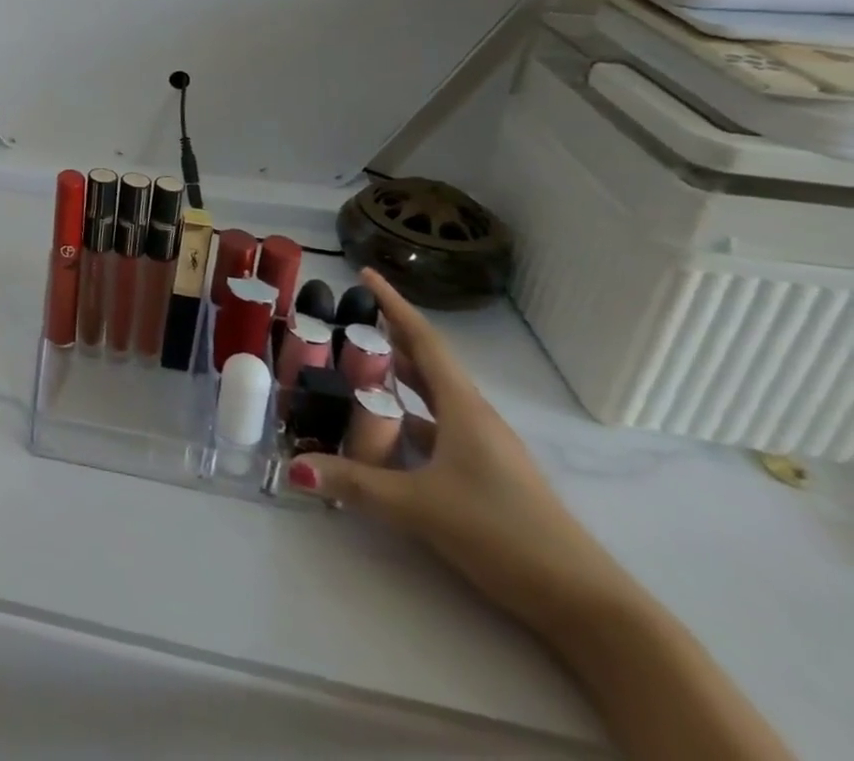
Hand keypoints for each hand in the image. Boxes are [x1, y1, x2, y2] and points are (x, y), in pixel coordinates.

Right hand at [291, 270, 635, 635]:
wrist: (588, 606)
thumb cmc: (505, 533)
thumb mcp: (420, 506)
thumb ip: (355, 483)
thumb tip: (292, 467)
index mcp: (464, 409)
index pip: (423, 341)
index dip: (393, 305)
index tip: (365, 275)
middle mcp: (474, 419)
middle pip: (427, 365)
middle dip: (388, 339)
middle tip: (345, 322)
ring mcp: (484, 450)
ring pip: (432, 399)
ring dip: (397, 380)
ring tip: (355, 368)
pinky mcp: (486, 477)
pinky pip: (437, 431)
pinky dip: (407, 421)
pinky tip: (382, 433)